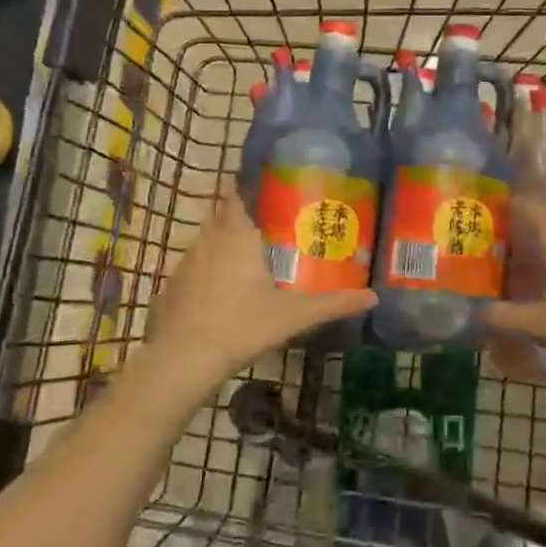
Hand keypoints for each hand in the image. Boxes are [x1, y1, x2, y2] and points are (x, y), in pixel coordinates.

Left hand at [139, 195, 376, 400]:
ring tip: (247, 256)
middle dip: (240, 216)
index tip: (266, 189)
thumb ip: (333, 304)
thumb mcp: (294, 316)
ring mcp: (186, 262)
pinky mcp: (172, 285)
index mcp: (237, 236)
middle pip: (222, 215)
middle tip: (267, 225)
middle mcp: (209, 240)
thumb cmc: (242, 326)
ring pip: (207, 240)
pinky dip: (207, 268)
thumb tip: (373, 297)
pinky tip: (221, 290)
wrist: (184, 358)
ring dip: (223, 243)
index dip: (247, 188)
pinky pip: (194, 265)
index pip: (236, 195)